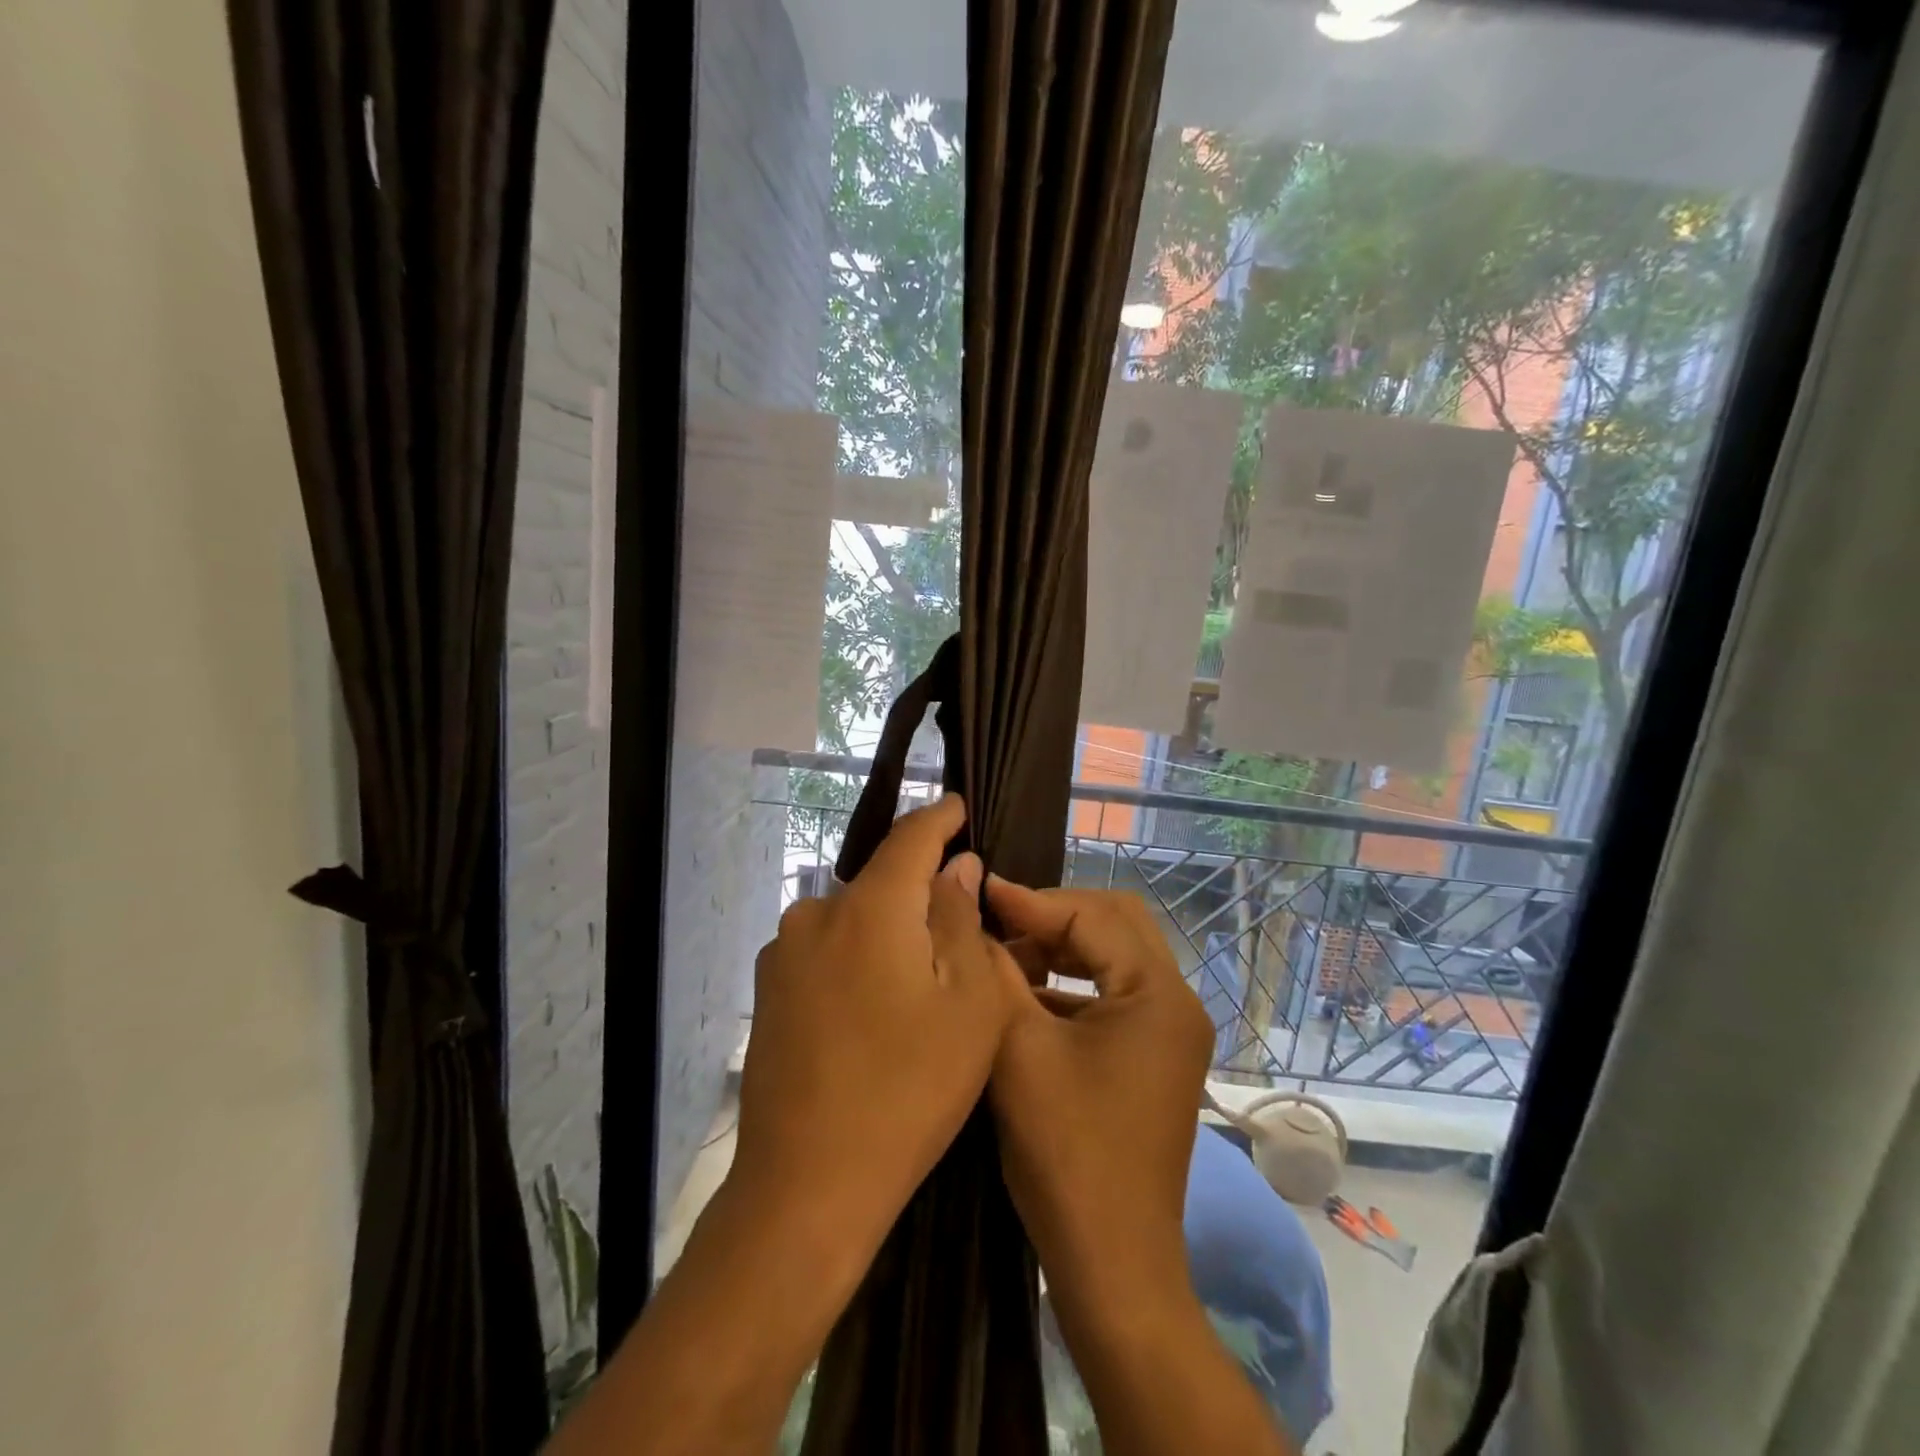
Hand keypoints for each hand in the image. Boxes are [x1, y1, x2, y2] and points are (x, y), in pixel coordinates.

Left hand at [731, 796, 1022, 1262]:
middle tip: (961, 928)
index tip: (960, 806)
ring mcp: (784, 953)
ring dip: (889, 931)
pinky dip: (859, 957)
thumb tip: (958, 867)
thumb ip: (962, 921)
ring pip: (855, 918)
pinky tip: (875, 1009)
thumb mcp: (967, 1005)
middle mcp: (816, 914)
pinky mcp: (769, 990)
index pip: (910, 837)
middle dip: (921, 891)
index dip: (940, 818)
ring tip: (920, 981)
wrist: (805, 1188)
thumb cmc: (908, 1091)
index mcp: (868, 907)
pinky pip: (828, 950)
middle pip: (882, 881)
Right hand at [984, 879, 1213, 1294]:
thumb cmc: (1066, 1151)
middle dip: (1053, 915)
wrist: (1112, 1264)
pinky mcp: (1154, 1057)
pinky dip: (1070, 984)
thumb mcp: (1019, 1050)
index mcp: (1158, 994)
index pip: (1093, 915)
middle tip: (998, 920)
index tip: (980, 890)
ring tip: (1004, 954)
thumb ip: (996, 973)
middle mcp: (1176, 1003)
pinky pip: (1112, 994)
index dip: (1032, 900)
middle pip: (1116, 923)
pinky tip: (1025, 995)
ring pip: (1114, 957)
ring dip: (1060, 948)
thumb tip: (972, 919)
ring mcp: (1170, 1032)